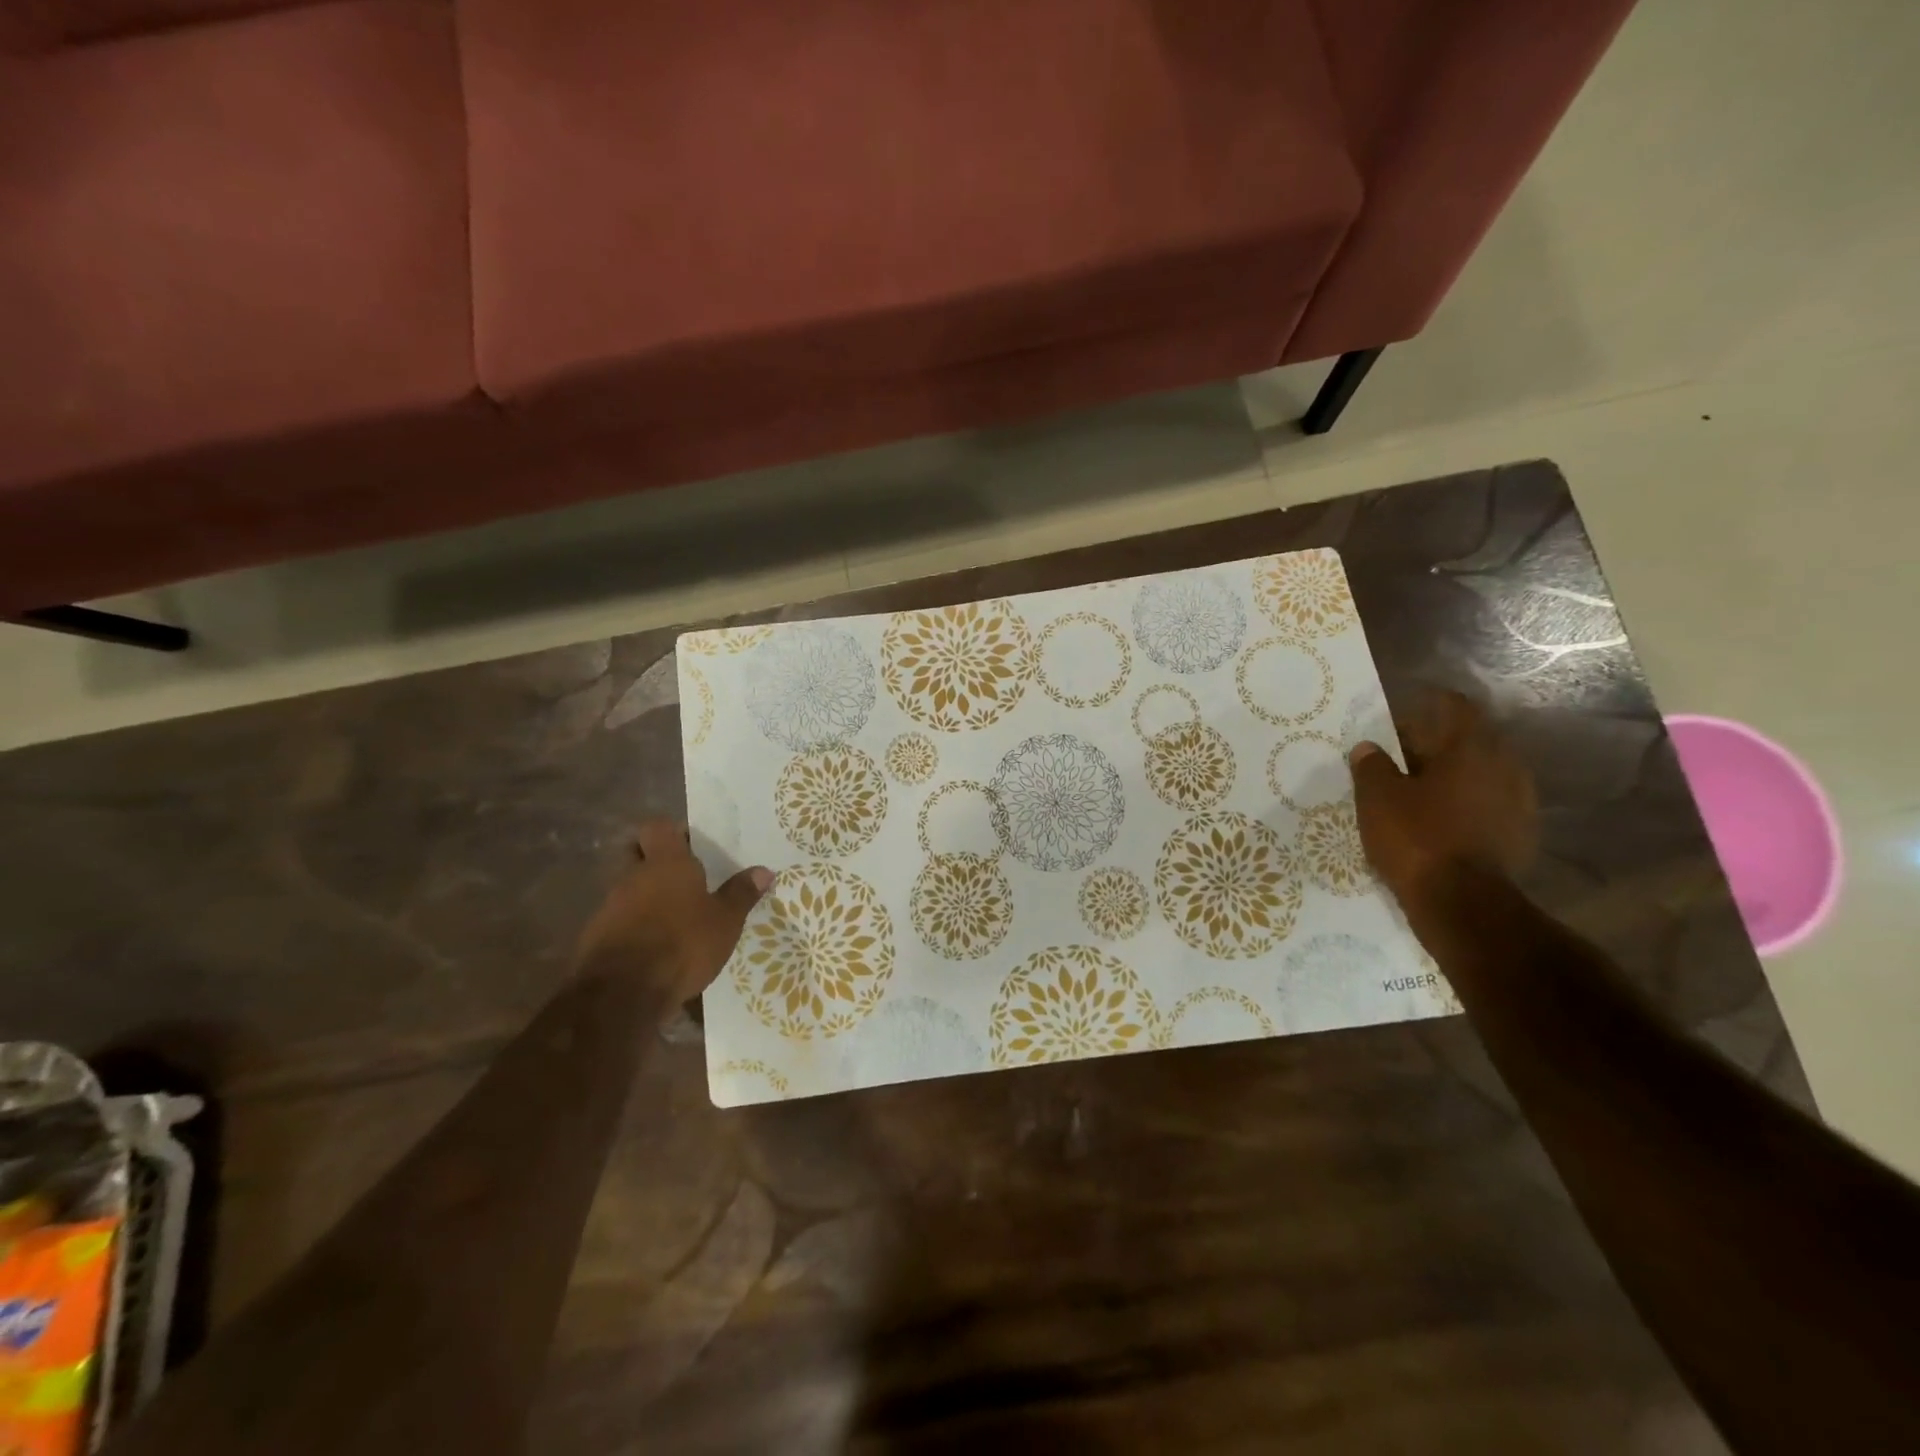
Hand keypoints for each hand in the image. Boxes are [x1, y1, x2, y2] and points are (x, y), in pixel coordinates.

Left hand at [576, 821, 773, 1003]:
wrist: (622, 994)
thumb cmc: (682, 944)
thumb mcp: (725, 921)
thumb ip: (741, 893)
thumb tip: (763, 870)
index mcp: (665, 863)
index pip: (658, 827)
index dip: (672, 831)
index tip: (693, 844)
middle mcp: (632, 877)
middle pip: (636, 854)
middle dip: (654, 861)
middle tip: (683, 877)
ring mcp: (609, 908)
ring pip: (627, 890)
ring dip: (646, 898)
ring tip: (674, 918)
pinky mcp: (596, 939)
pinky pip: (619, 922)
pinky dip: (635, 928)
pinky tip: (655, 948)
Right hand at [1350, 689, 1536, 908]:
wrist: (1463, 905)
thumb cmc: (1417, 838)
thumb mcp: (1377, 798)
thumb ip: (1372, 766)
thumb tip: (1369, 748)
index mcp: (1471, 748)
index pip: (1456, 707)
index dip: (1430, 703)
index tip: (1404, 711)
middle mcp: (1504, 767)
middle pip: (1468, 741)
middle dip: (1434, 744)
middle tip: (1398, 756)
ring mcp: (1518, 803)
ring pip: (1479, 775)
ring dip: (1450, 777)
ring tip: (1415, 791)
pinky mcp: (1519, 835)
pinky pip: (1487, 805)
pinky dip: (1463, 805)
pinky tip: (1437, 821)